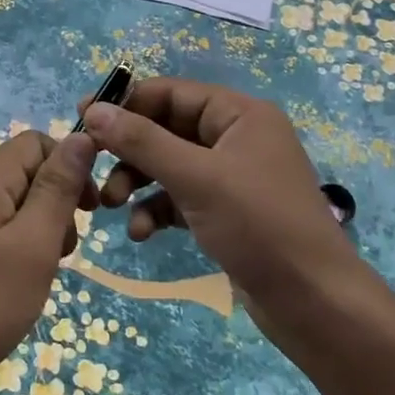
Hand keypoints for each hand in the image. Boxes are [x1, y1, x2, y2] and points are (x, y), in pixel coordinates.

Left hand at [0, 128, 96, 394]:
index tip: (89, 212)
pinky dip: (17, 248)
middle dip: (56, 202)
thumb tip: (83, 136)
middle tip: (63, 252)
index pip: (36, 142)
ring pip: (13, 204)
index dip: (69, 167)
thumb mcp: (33, 245)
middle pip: (25, 171)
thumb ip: (57, 188)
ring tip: (43, 272)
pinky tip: (18, 284)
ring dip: (39, 229)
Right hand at [85, 77, 394, 394]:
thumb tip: (92, 110)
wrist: (313, 302)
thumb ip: (141, 141)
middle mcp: (236, 137)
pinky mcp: (226, 211)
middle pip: (166, 129)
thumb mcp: (196, 178)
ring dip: (137, 183)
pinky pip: (180, 197)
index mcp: (239, 114)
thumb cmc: (259, 225)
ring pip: (169, 166)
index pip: (170, 93)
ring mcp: (231, 176)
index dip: (125, 104)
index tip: (80, 121)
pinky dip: (157, 210)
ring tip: (109, 206)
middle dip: (128, 152)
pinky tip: (141, 234)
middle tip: (90, 170)